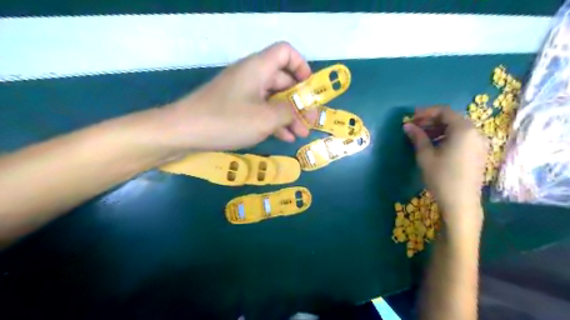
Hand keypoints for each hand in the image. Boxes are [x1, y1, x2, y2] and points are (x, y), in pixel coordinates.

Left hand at [162, 41, 315, 150]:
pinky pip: (261, 110)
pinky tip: (284, 137)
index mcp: (259, 68)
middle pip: (283, 80)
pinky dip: (274, 121)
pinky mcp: (236, 107)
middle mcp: (252, 76)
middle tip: (310, 121)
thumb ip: (289, 112)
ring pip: (273, 99)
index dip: (301, 67)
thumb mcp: (265, 118)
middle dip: (299, 101)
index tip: (309, 89)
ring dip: (289, 115)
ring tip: (300, 134)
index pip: (286, 53)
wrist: (184, 131)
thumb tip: (299, 111)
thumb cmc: (227, 120)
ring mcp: (243, 92)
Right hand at [403, 107, 486, 234]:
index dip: (426, 112)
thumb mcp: (425, 156)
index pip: (444, 111)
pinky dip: (448, 136)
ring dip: (439, 129)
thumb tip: (407, 125)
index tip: (411, 118)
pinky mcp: (479, 153)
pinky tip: (436, 146)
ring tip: (422, 137)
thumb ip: (417, 137)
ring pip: (457, 128)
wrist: (460, 202)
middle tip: (414, 128)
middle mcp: (476, 132)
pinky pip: (463, 137)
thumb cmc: (441, 177)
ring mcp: (480, 143)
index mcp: (463, 129)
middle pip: (452, 119)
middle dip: (431, 121)